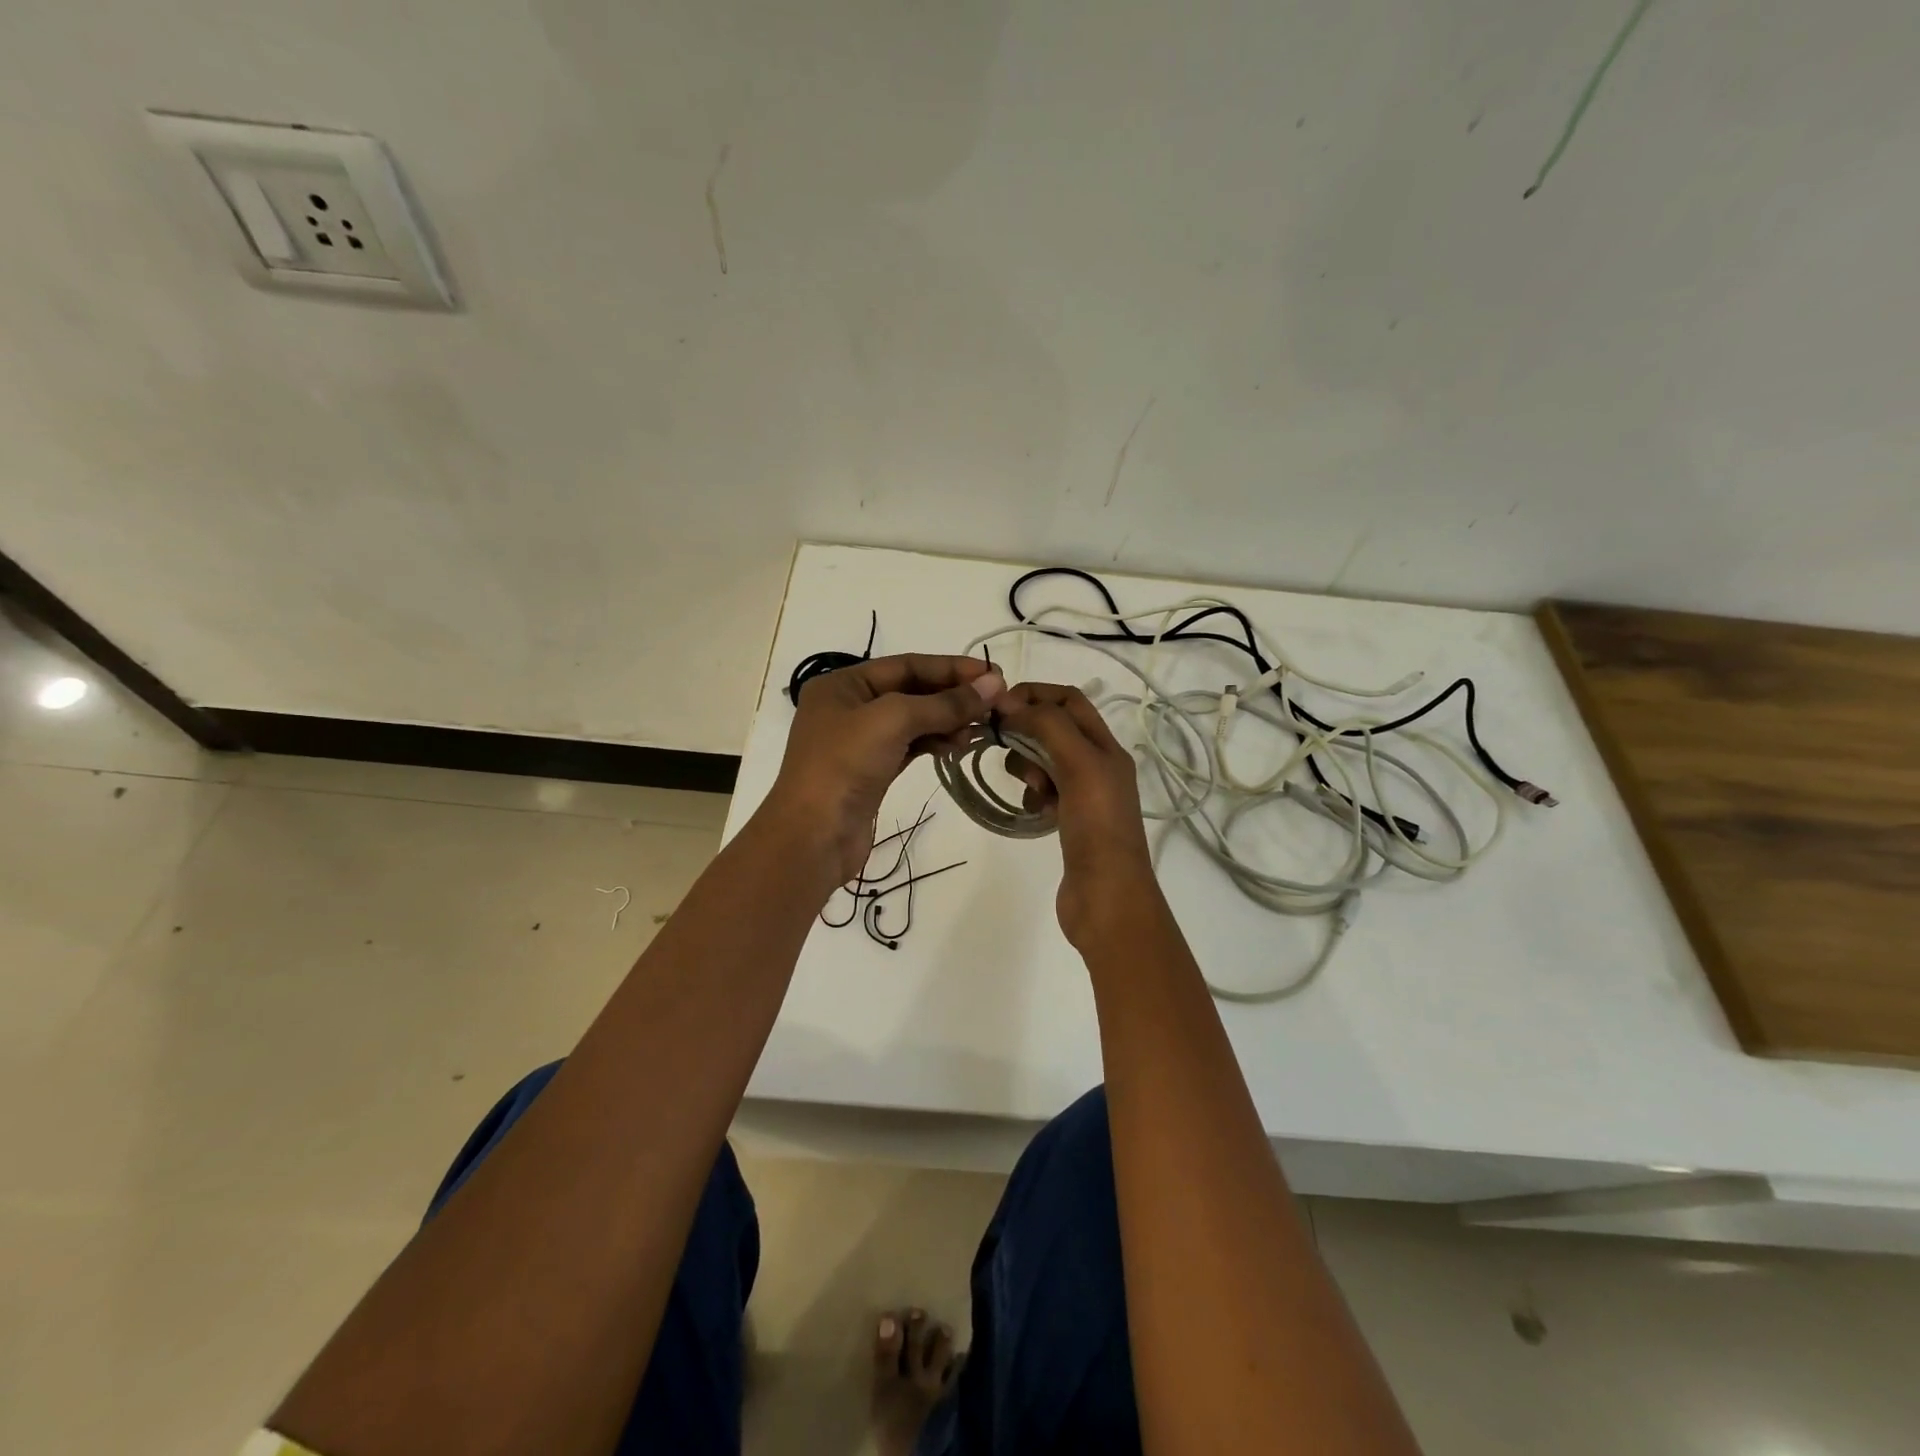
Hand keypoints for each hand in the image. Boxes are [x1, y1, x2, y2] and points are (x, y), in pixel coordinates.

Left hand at [763, 654, 1005, 885]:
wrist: (813, 838)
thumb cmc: (844, 766)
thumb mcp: (893, 721)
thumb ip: (944, 703)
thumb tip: (993, 685)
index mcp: (843, 684)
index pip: (907, 665)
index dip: (951, 668)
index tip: (993, 676)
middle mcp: (850, 707)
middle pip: (912, 691)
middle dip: (953, 696)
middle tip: (996, 703)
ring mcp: (860, 741)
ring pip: (914, 720)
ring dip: (948, 721)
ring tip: (980, 729)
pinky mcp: (873, 771)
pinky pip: (911, 746)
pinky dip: (936, 743)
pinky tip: (959, 746)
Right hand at [996, 683, 1163, 948]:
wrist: (1107, 899)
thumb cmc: (1097, 827)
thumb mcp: (1079, 765)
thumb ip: (1048, 727)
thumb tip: (1011, 704)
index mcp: (1107, 747)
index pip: (1069, 700)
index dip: (1034, 694)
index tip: (999, 707)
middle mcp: (1099, 765)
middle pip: (1054, 728)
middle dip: (1027, 732)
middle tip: (1006, 748)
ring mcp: (1084, 795)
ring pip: (1045, 761)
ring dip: (1028, 765)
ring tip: (1031, 788)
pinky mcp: (1070, 821)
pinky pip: (1043, 792)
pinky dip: (1032, 794)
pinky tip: (1033, 810)